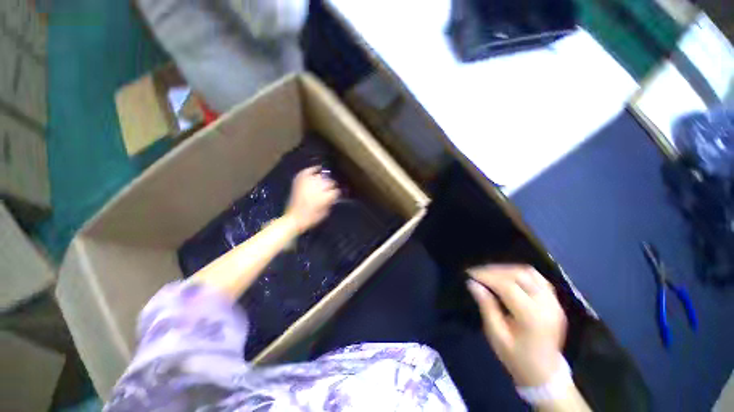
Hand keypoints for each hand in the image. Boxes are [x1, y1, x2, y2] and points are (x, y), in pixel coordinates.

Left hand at [285, 167, 339, 233]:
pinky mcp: (299, 181)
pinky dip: (312, 169)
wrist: (293, 219)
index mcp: (324, 198)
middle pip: (329, 182)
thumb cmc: (311, 218)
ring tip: (324, 182)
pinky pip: (307, 172)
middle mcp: (316, 188)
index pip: (335, 191)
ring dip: (323, 179)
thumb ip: (331, 202)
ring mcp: (307, 184)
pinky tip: (317, 168)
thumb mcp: (325, 212)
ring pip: (320, 176)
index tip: (337, 194)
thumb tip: (334, 196)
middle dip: (331, 185)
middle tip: (331, 188)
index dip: (337, 192)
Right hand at [467, 265, 567, 386]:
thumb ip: (486, 306)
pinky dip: (519, 272)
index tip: (469, 273)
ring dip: (507, 269)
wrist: (545, 375)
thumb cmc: (517, 358)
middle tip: (477, 272)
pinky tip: (507, 276)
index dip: (486, 276)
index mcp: (532, 316)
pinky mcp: (555, 301)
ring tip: (489, 272)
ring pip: (529, 272)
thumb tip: (472, 283)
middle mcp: (547, 305)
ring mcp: (554, 302)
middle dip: (494, 270)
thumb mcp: (496, 335)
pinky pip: (537, 278)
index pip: (507, 286)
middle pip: (519, 274)